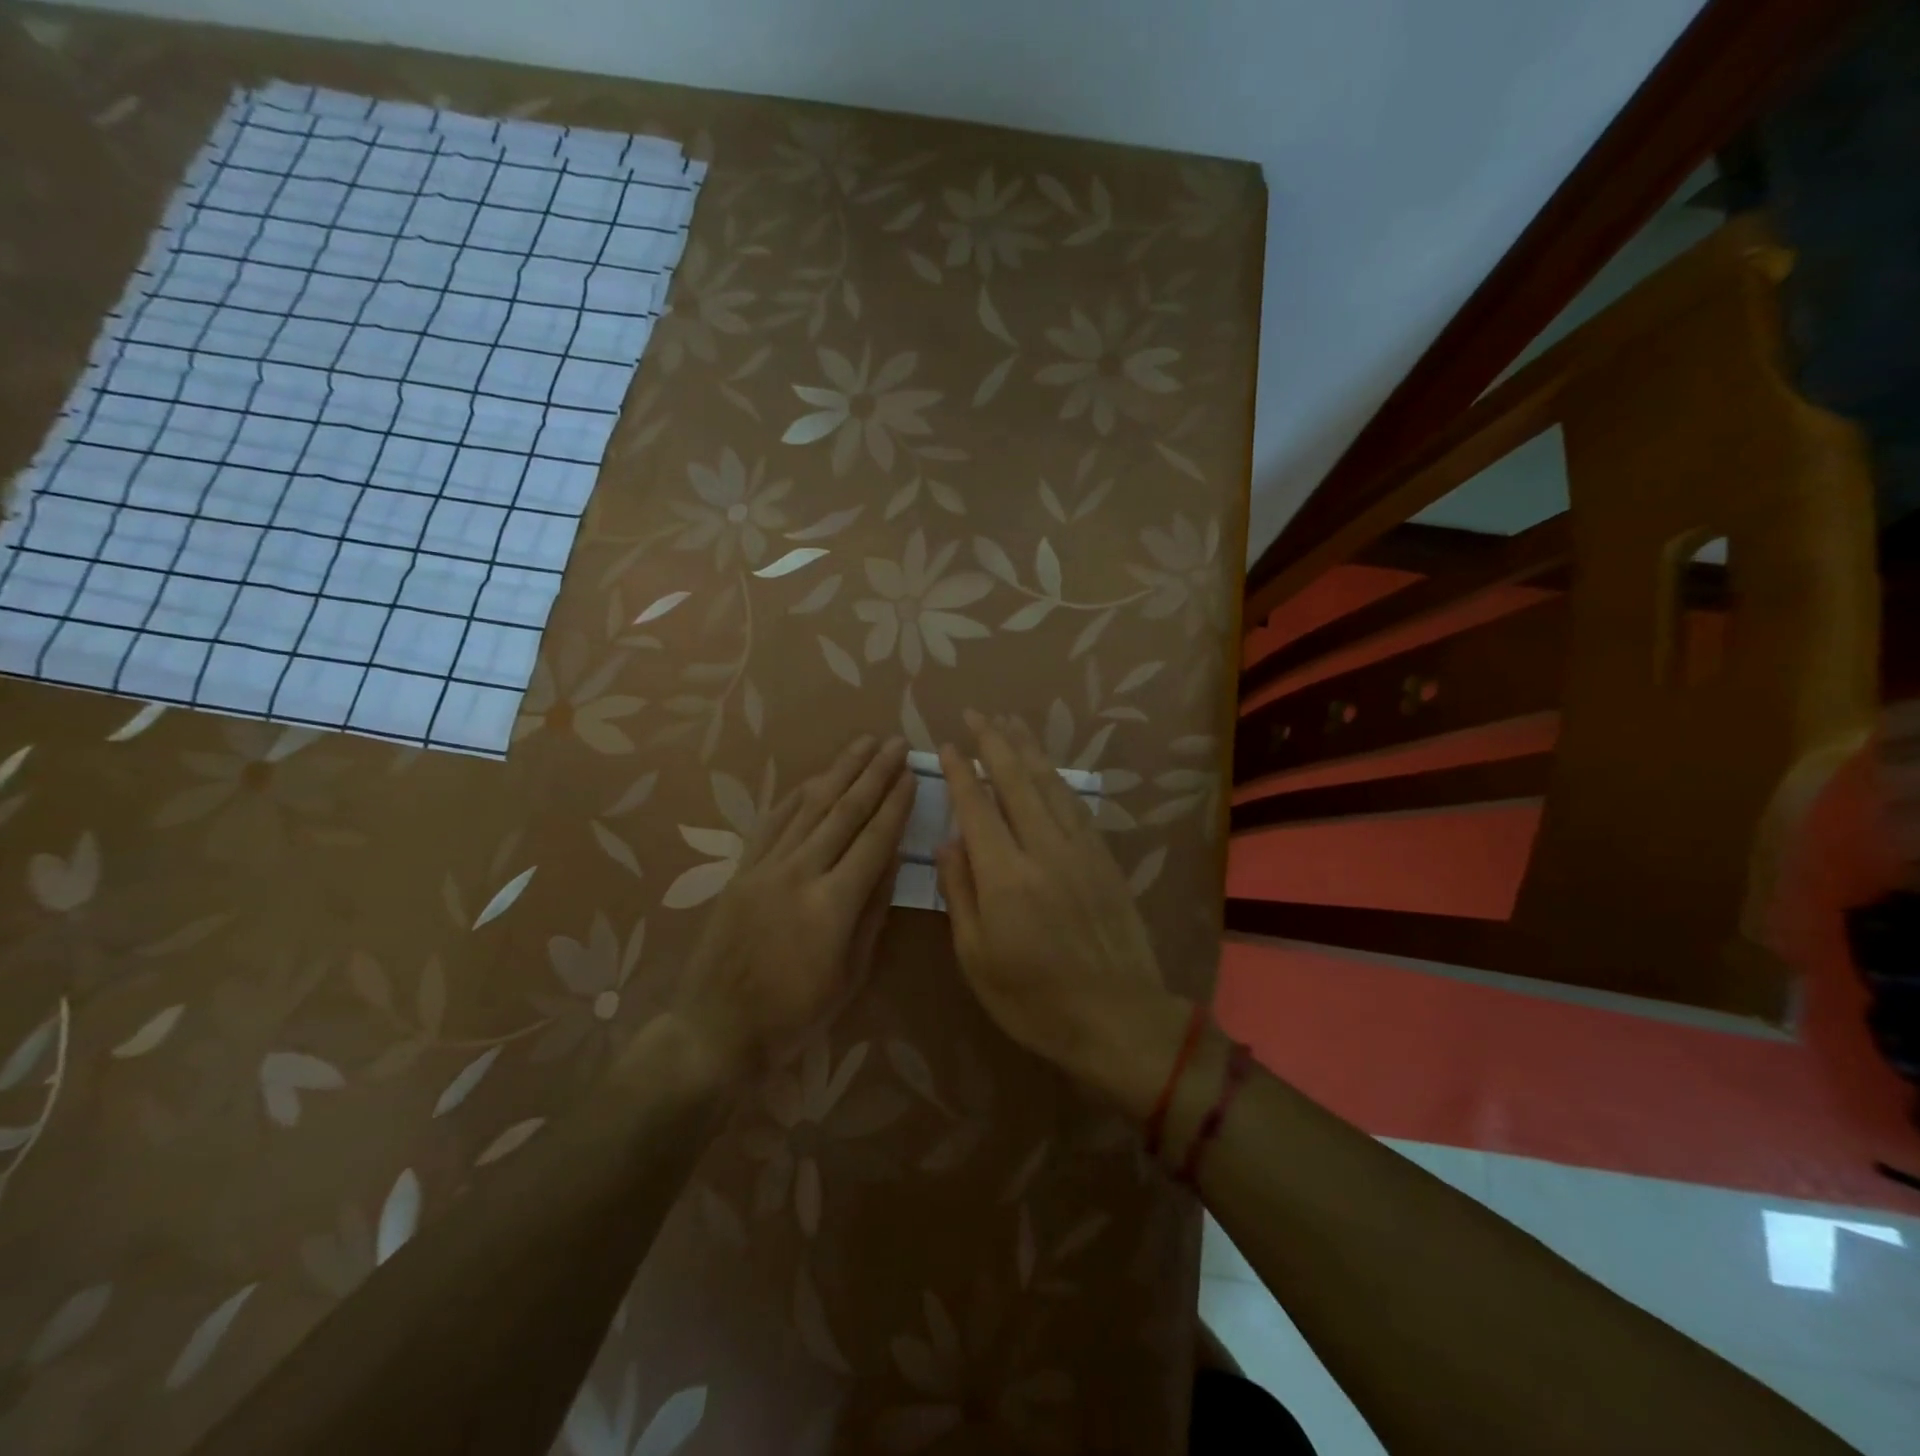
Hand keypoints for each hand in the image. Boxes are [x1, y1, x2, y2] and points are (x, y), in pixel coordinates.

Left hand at [672, 735, 912, 1077]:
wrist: (716, 1028)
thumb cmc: (794, 1014)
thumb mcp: (850, 974)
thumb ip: (872, 913)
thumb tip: (891, 862)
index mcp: (833, 903)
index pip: (874, 839)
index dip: (896, 804)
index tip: (912, 774)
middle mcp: (800, 873)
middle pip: (844, 811)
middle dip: (874, 773)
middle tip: (895, 743)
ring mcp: (766, 867)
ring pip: (809, 807)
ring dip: (838, 771)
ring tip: (862, 744)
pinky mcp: (742, 870)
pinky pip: (772, 822)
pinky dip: (795, 796)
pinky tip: (813, 779)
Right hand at [935, 712, 1188, 1115]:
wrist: (1117, 1018)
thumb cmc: (1034, 999)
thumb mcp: (977, 958)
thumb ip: (959, 893)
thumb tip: (947, 842)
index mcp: (1005, 876)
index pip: (977, 807)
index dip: (961, 772)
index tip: (947, 744)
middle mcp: (1043, 849)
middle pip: (1016, 781)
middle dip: (994, 743)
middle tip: (977, 714)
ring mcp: (1080, 850)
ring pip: (1050, 785)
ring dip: (1029, 751)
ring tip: (1011, 724)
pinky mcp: (1105, 858)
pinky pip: (1077, 806)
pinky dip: (1058, 780)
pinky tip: (1050, 770)